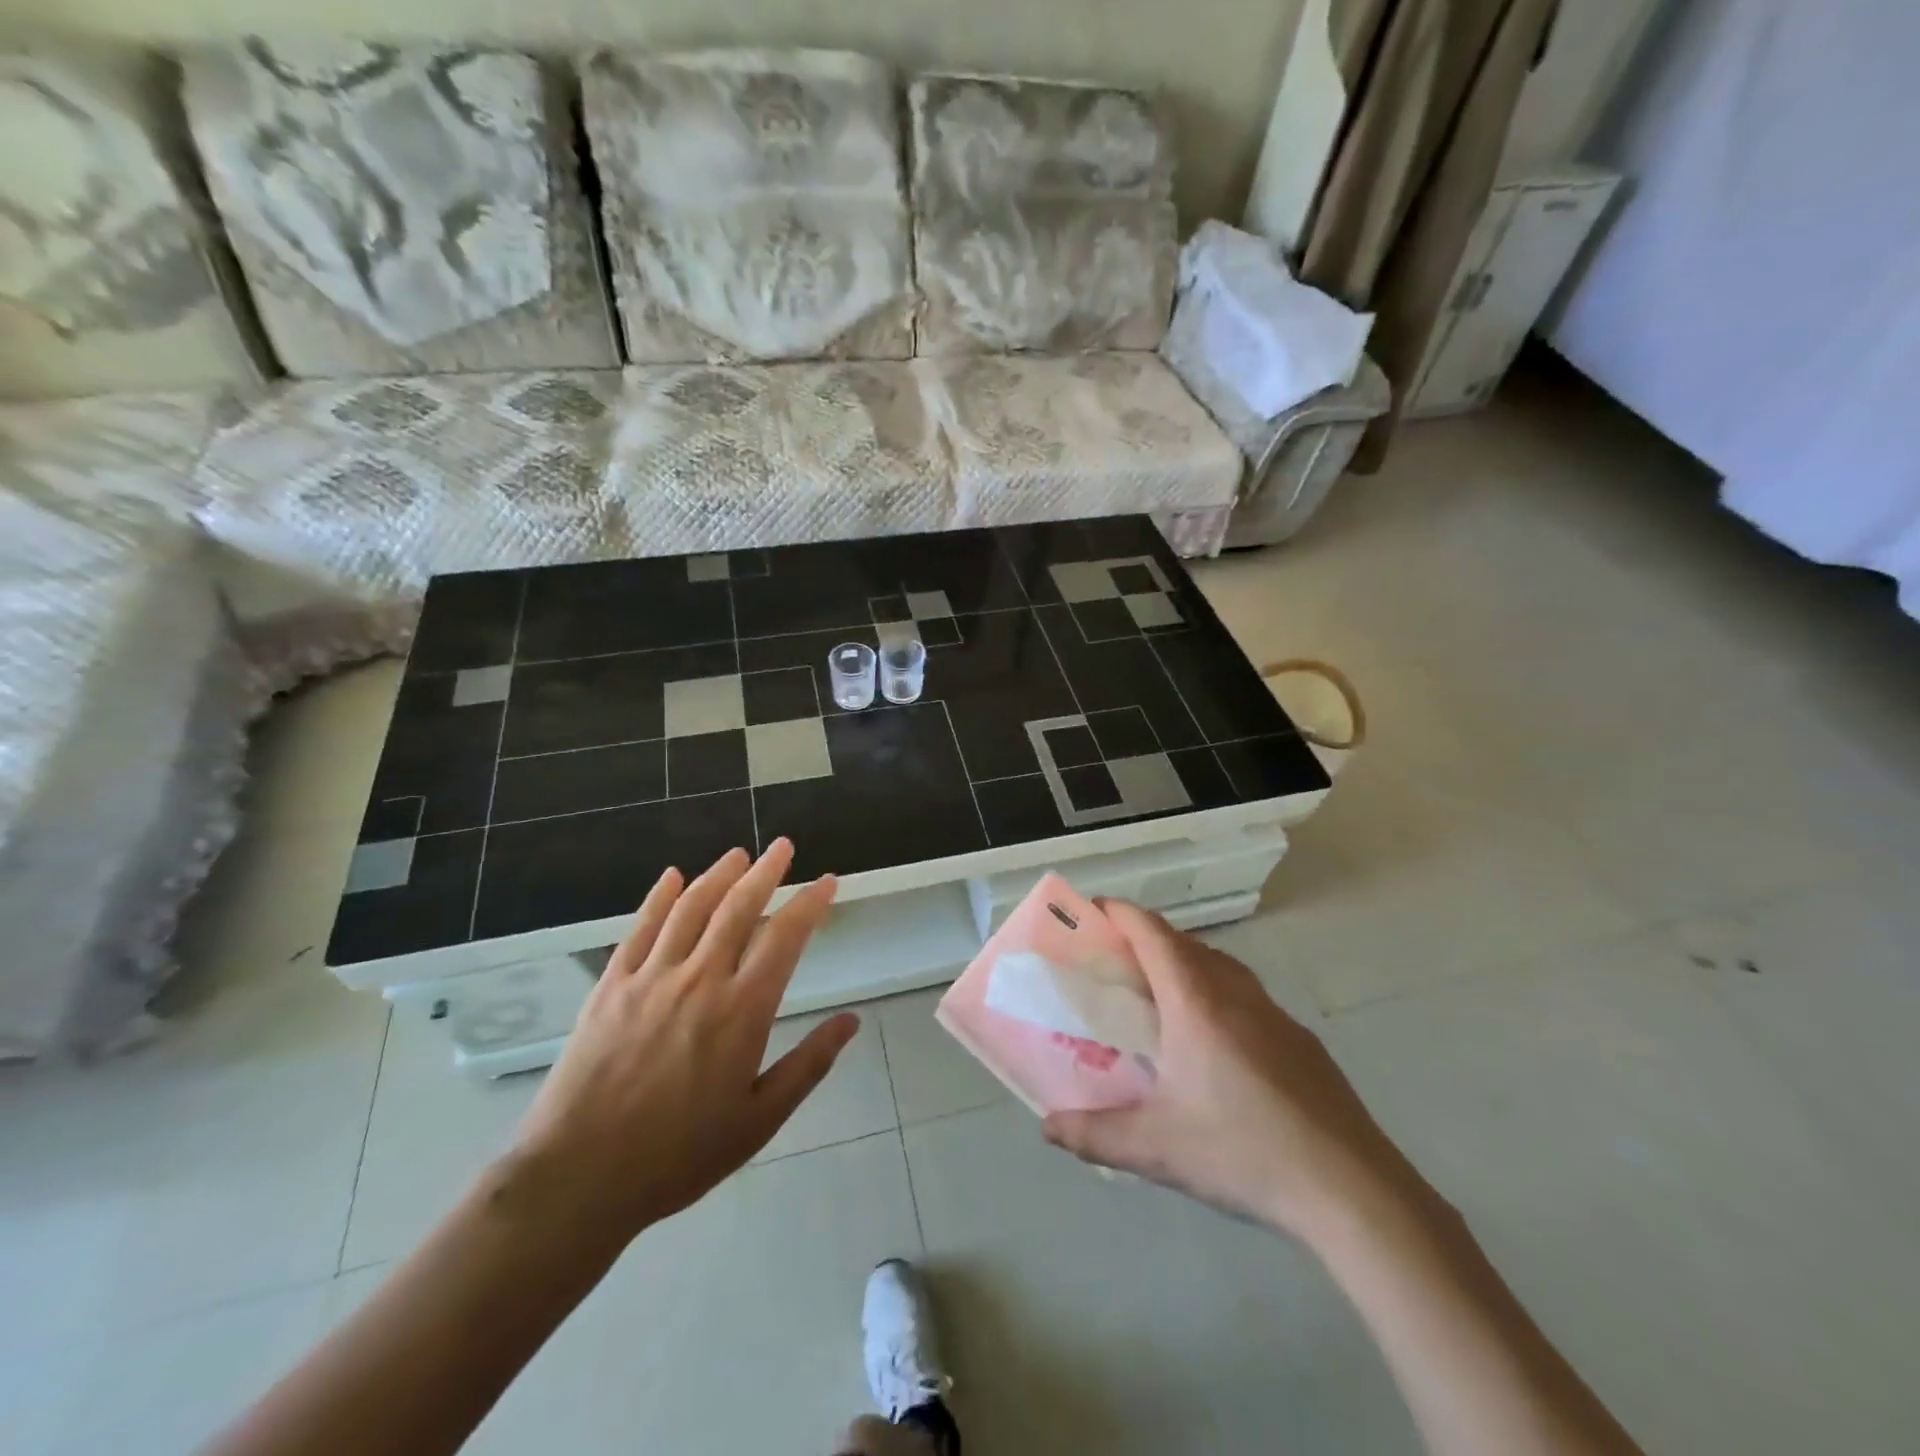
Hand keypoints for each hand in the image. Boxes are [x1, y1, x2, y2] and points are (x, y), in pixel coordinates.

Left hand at [505, 840, 856, 1247]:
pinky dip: (659, 897)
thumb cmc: (678, 1155)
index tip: (827, 881)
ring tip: (738, 854)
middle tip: (783, 846)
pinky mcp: (611, 985)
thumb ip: (808, 1065)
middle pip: (739, 908)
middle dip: (766, 871)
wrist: (578, 1178)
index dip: (810, 903)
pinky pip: (640, 928)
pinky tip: (672, 877)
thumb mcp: (758, 1120)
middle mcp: (700, 979)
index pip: (785, 937)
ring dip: (718, 875)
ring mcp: (651, 977)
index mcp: (742, 1010)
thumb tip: (851, 1022)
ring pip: (692, 908)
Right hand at [1042, 900, 1416, 1244]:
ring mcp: (1274, 1013)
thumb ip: (1094, 1134)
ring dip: (1185, 962)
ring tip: (1159, 996)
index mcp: (1195, 1002)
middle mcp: (1235, 993)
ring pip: (1220, 965)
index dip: (1121, 913)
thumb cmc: (1243, 1152)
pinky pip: (1246, 994)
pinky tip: (1214, 1043)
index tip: (1093, 911)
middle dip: (1146, 938)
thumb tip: (1048, 1128)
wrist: (1350, 1189)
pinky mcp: (1299, 1039)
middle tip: (1115, 961)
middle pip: (1185, 942)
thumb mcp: (1156, 1147)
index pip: (1153, 933)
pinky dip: (1216, 992)